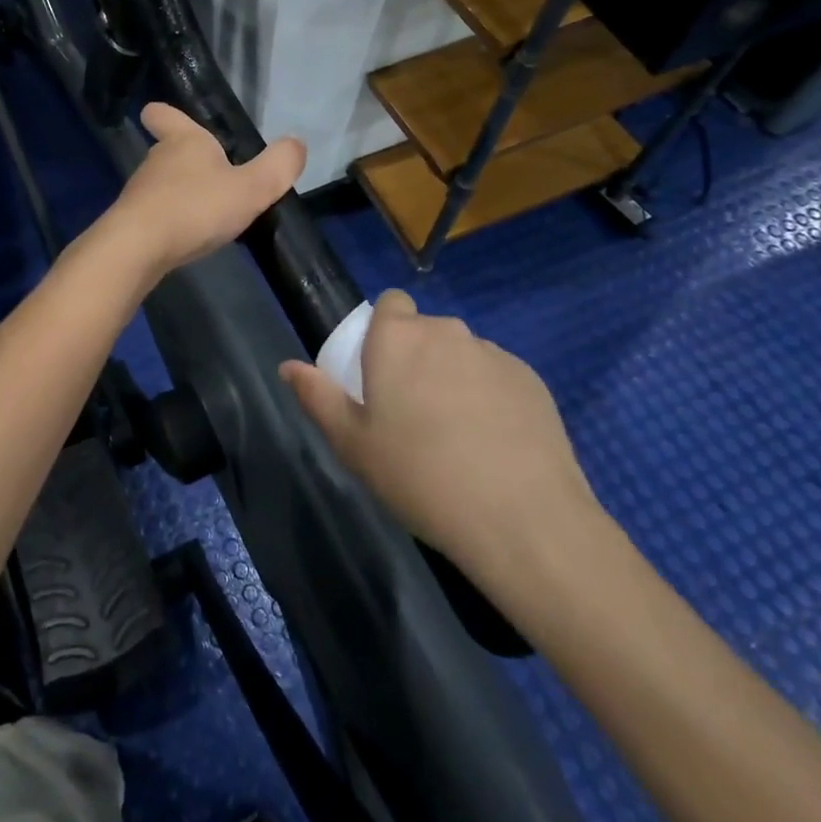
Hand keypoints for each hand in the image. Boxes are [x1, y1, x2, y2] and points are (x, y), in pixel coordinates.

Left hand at [105, 104, 304, 276]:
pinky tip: (188, 237)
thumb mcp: (250, 189)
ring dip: (181, 193)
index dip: (165, 114)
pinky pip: (156, 213)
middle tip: (215, 176)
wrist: (138, 249)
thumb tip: (296, 144)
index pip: (164, 114)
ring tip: (208, 213)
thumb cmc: (195, 208)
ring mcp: (141, 191)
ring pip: (162, 183)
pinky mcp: (133, 221)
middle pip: (169, 150)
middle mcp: (157, 159)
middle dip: (188, 160)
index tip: (161, 115)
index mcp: (184, 141)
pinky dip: (171, 220)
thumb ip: (277, 167)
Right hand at [280, 290, 601, 593]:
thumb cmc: (419, 476)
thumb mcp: (353, 445)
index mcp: (397, 339)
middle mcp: (445, 332)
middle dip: (418, 358)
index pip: (390, 303)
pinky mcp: (532, 380)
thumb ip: (318, 397)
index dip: (385, 329)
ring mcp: (493, 354)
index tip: (382, 370)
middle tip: (412, 413)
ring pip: (463, 354)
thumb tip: (288, 366)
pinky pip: (498, 377)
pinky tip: (495, 445)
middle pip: (426, 331)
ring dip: (454, 377)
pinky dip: (491, 398)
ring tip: (457, 435)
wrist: (521, 518)